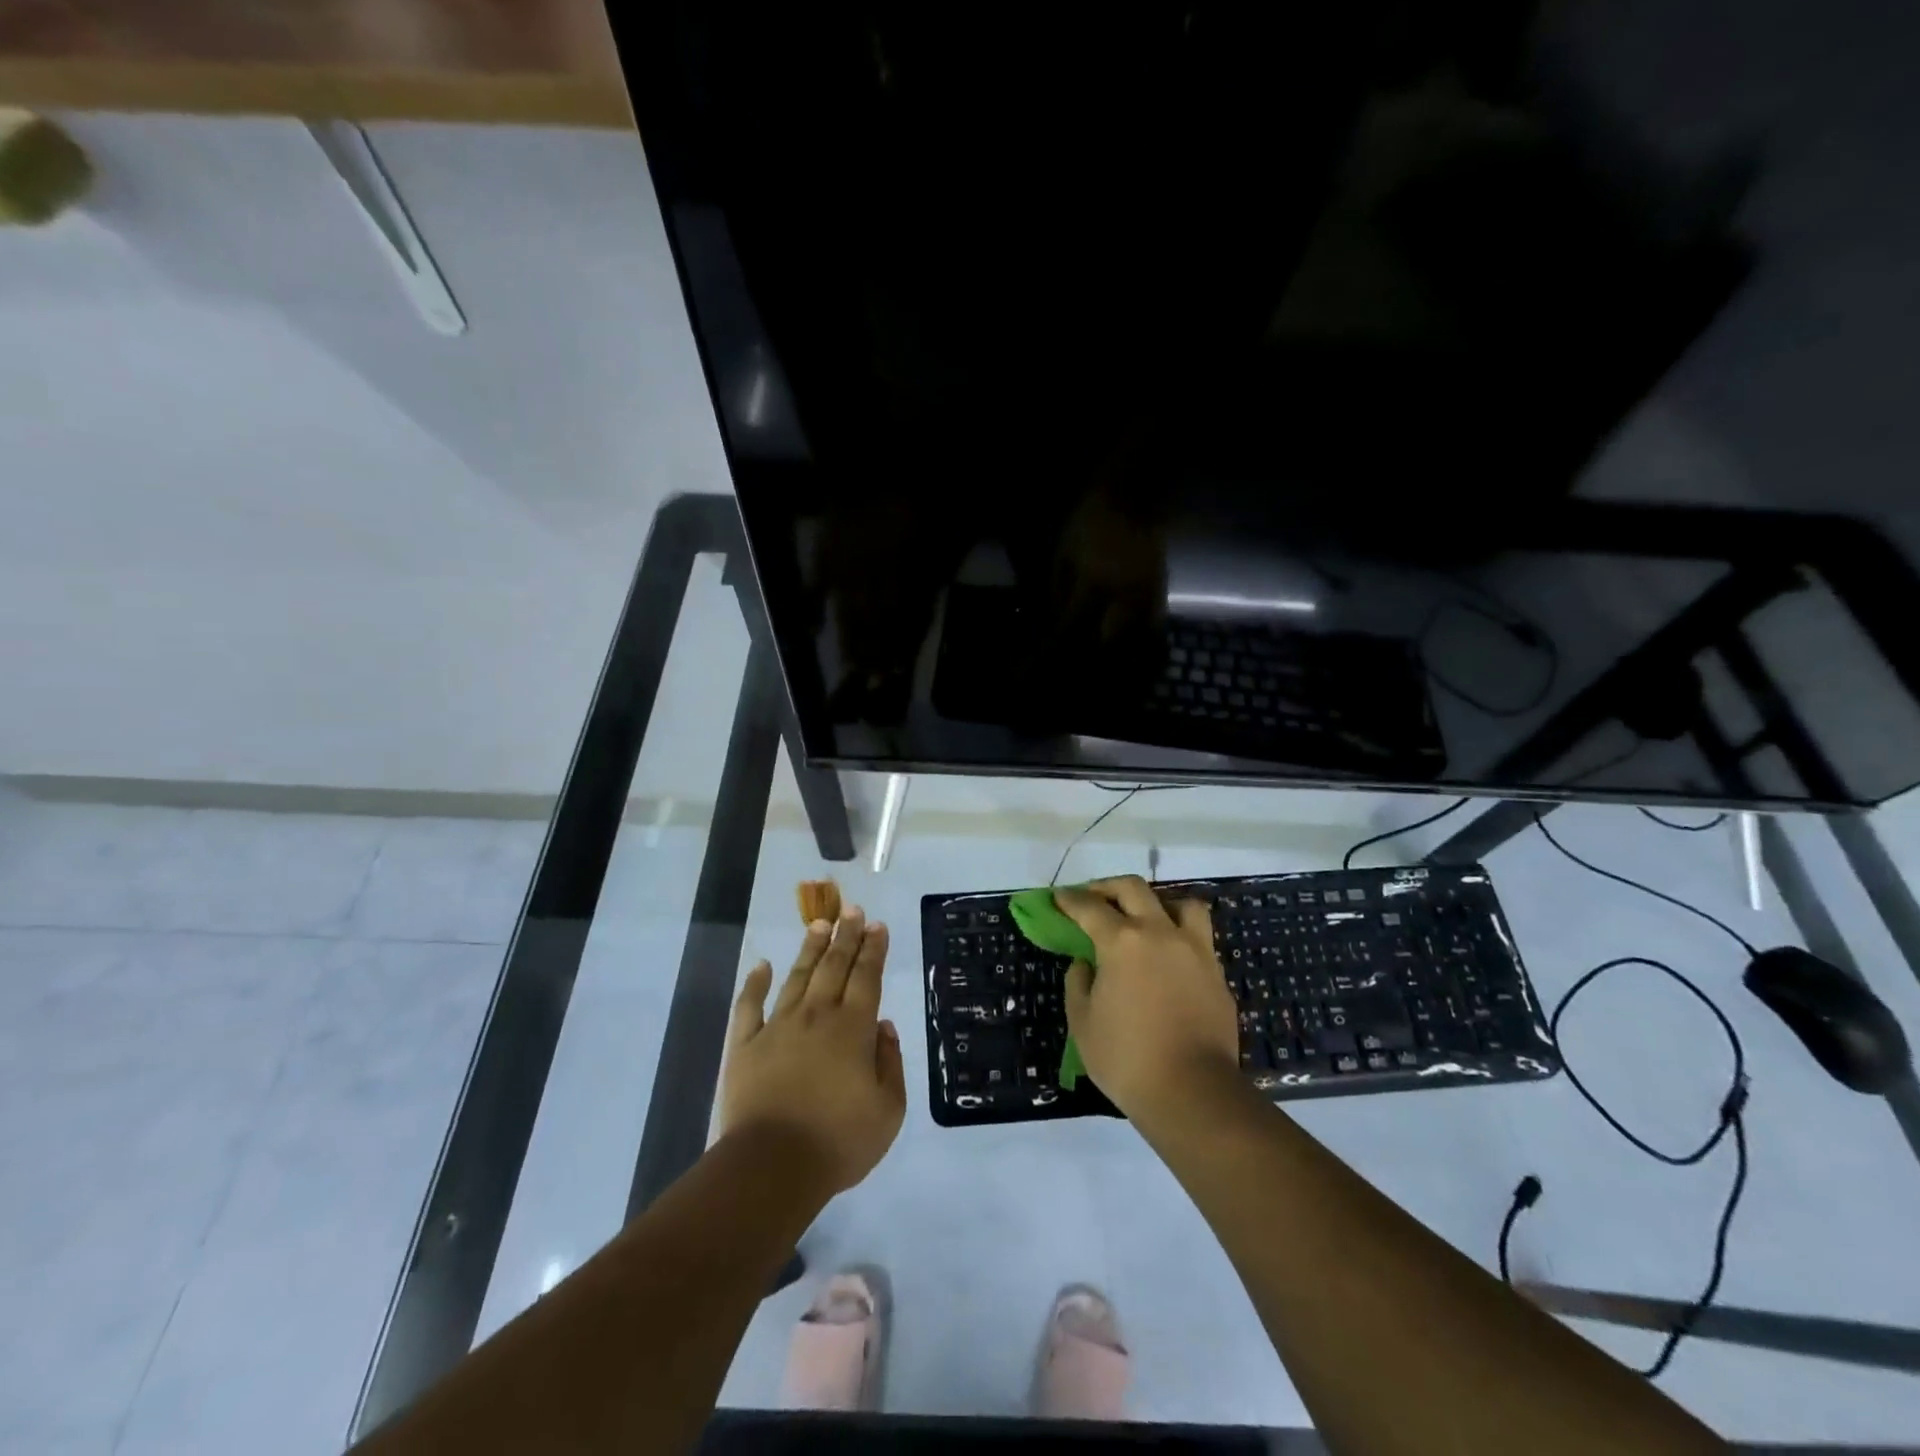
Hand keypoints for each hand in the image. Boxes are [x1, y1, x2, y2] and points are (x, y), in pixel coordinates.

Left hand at [720, 907, 906, 1197]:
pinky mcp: (744, 1046)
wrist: (771, 1166)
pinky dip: (754, 983)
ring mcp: (777, 1028)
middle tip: (852, 909)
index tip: (877, 925)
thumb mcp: (887, 1111)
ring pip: (797, 977)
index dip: (873, 949)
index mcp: (853, 1029)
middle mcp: (816, 1016)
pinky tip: (761, 965)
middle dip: (845, 935)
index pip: (866, 977)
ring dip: (810, 949)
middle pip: (834, 967)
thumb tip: (884, 1027)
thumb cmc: (838, 1141)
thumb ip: (890, 1063)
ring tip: (818, 924)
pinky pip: (749, 1007)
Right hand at [1056, 876, 1238, 1119]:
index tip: (1059, 898)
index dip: (1070, 900)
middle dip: (1108, 887)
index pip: (1089, 907)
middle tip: (1093, 899)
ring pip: (1181, 903)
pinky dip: (1180, 935)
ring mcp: (1195, 950)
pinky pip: (1199, 937)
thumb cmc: (1126, 1058)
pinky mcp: (1216, 972)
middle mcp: (1160, 933)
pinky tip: (1169, 957)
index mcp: (1122, 941)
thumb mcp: (1083, 1022)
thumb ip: (1079, 983)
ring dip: (1158, 903)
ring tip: (1146, 919)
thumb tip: (1086, 963)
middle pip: (1134, 889)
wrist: (1192, 1092)